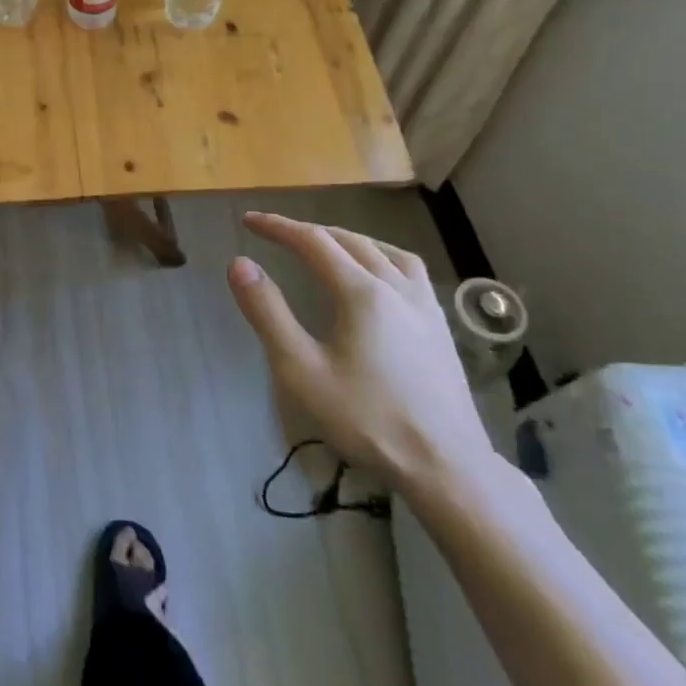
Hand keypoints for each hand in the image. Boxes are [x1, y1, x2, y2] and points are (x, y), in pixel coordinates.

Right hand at [227, 212, 493, 494]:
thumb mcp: (301, 369)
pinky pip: (409, 270)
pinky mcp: (440, 327)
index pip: (313, 242)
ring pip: (385, 251)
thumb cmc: (366, 419)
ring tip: (326, 244)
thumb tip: (239, 263)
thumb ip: (268, 312)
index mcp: (361, 293)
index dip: (278, 227)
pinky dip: (381, 256)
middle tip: (276, 233)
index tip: (249, 220)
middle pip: (349, 240)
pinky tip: (377, 277)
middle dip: (308, 230)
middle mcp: (397, 287)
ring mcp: (425, 306)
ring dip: (348, 239)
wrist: (446, 466)